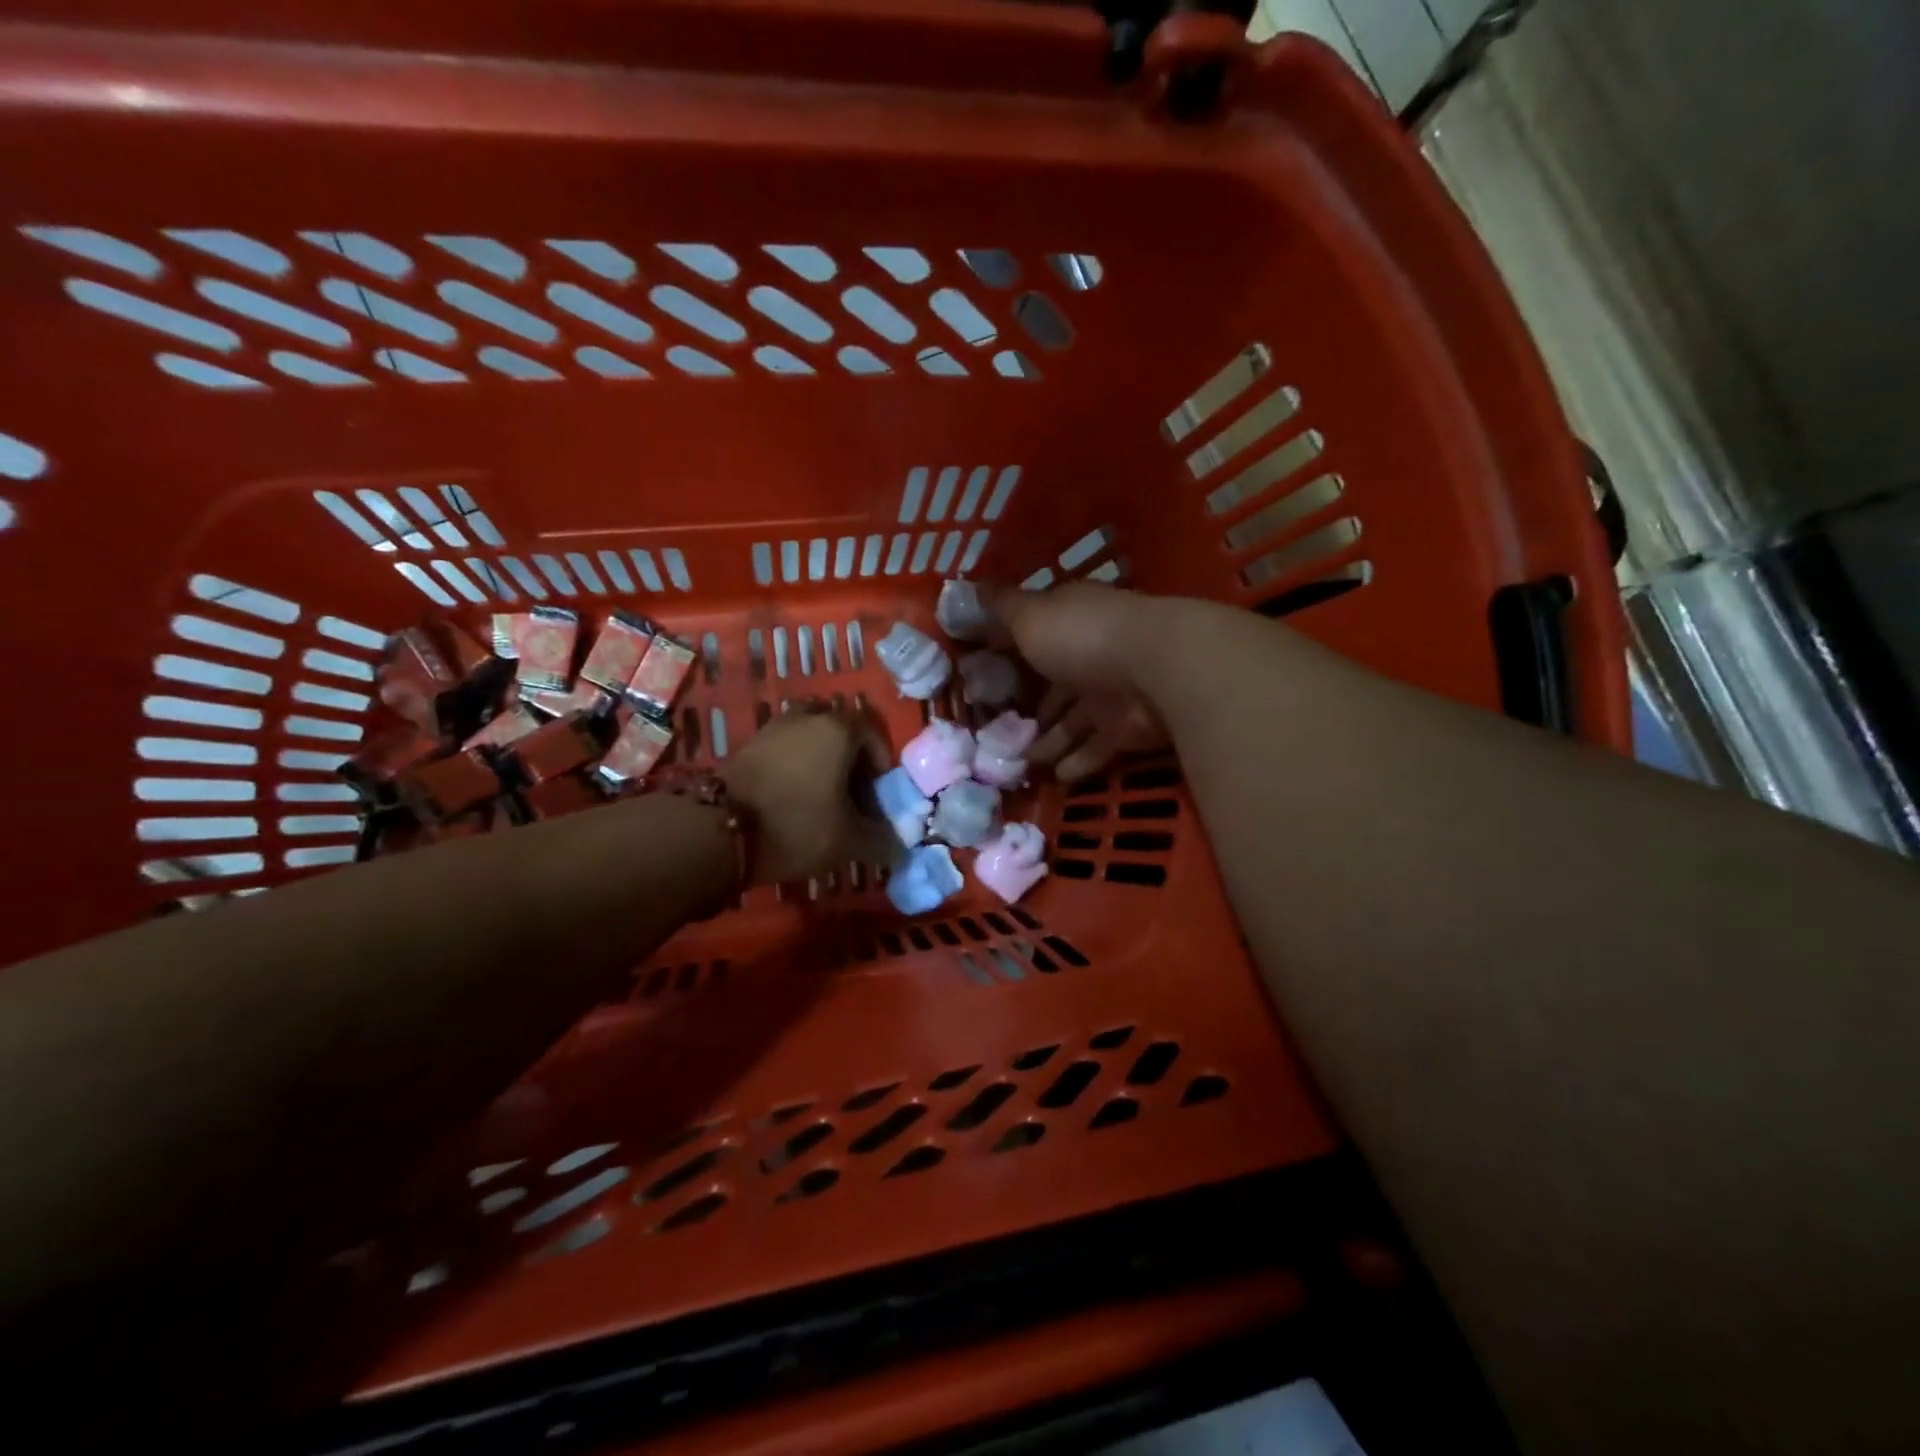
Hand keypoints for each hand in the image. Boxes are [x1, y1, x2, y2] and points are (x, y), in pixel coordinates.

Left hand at [721, 704, 893, 883]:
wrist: (720, 830)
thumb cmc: (798, 825)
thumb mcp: (849, 841)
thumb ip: (881, 841)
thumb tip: (899, 849)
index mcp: (838, 729)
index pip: (872, 733)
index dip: (880, 763)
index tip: (876, 794)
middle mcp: (807, 718)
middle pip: (840, 730)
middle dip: (850, 757)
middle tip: (851, 793)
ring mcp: (773, 728)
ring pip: (809, 737)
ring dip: (820, 759)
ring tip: (821, 796)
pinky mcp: (748, 745)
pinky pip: (784, 747)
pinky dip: (794, 765)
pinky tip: (792, 799)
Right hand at [980, 581, 1170, 781]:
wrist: (1158, 671)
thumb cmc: (1084, 637)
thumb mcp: (1031, 616)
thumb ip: (1001, 608)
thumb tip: (968, 587)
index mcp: (1070, 621)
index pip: (1034, 634)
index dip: (1009, 650)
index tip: (983, 669)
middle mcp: (1091, 655)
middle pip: (1055, 685)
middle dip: (1032, 707)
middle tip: (998, 730)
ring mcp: (1111, 695)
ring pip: (1073, 722)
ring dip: (1049, 741)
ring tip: (1020, 763)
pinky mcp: (1126, 730)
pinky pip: (1095, 749)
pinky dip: (1076, 763)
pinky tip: (1054, 778)